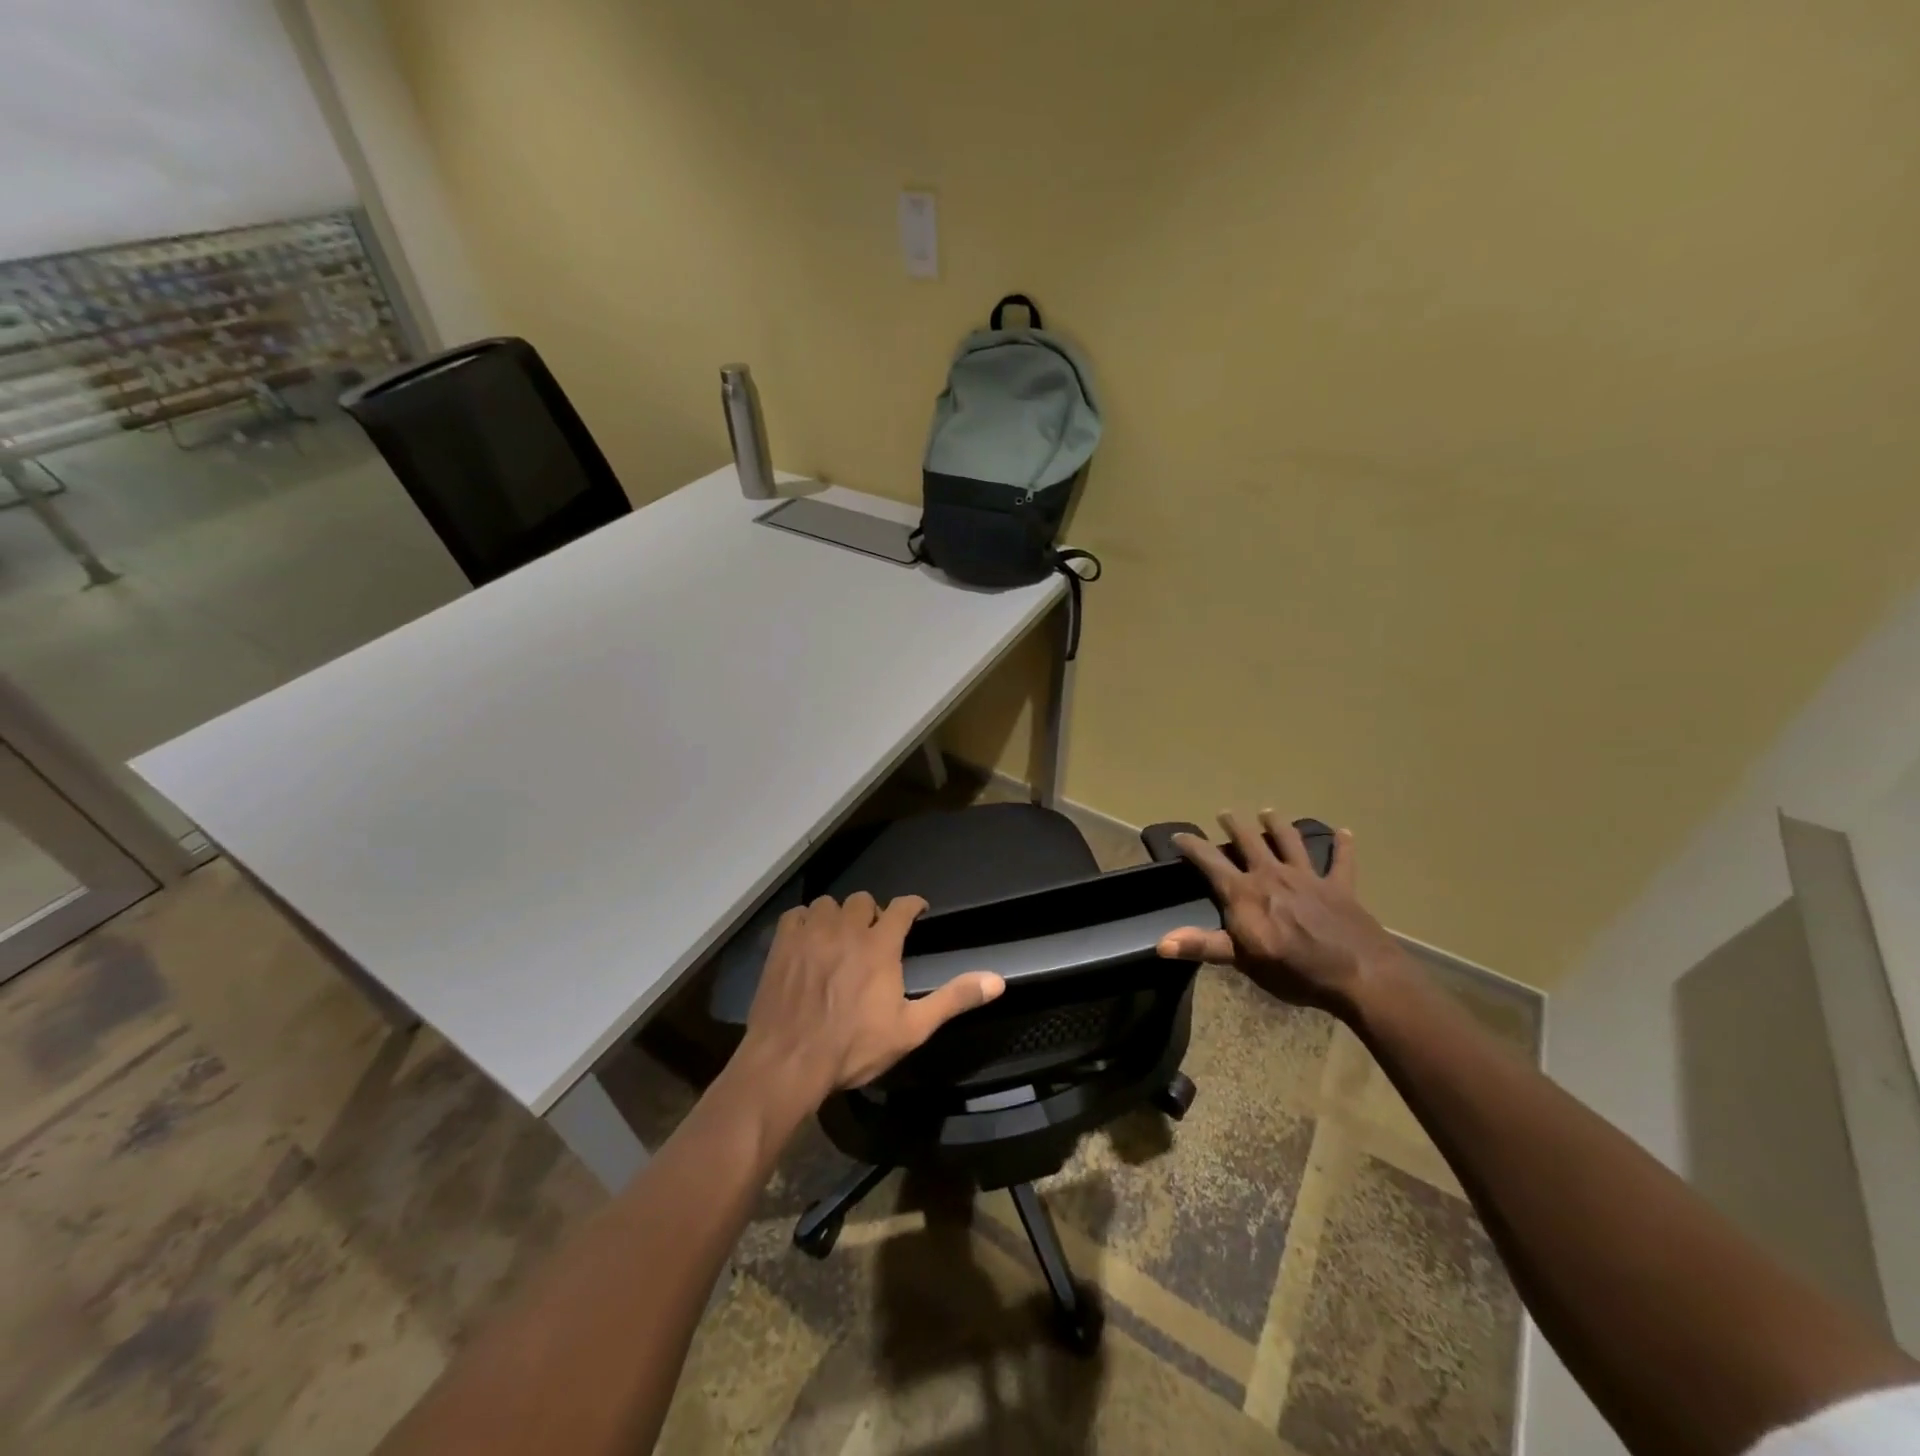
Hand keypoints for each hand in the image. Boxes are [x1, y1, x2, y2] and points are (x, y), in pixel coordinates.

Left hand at [742, 892, 1004, 1102]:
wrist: (789, 1061)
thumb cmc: (854, 1047)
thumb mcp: (912, 1029)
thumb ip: (953, 999)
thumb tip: (997, 980)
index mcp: (880, 946)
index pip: (902, 906)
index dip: (913, 905)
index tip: (917, 912)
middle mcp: (847, 929)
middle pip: (863, 900)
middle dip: (873, 914)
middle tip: (873, 936)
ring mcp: (811, 934)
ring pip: (829, 904)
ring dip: (838, 916)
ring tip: (839, 938)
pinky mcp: (783, 944)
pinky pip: (797, 915)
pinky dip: (806, 922)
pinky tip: (808, 941)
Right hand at [1155, 810, 1401, 1014]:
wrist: (1357, 974)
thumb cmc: (1293, 969)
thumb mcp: (1242, 960)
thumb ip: (1202, 945)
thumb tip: (1161, 943)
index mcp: (1245, 892)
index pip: (1210, 861)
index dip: (1192, 846)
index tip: (1178, 835)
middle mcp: (1272, 875)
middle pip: (1249, 841)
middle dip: (1235, 825)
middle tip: (1225, 813)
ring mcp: (1308, 878)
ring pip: (1289, 841)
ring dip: (1278, 825)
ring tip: (1268, 812)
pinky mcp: (1339, 887)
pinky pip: (1342, 861)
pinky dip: (1343, 846)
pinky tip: (1345, 832)